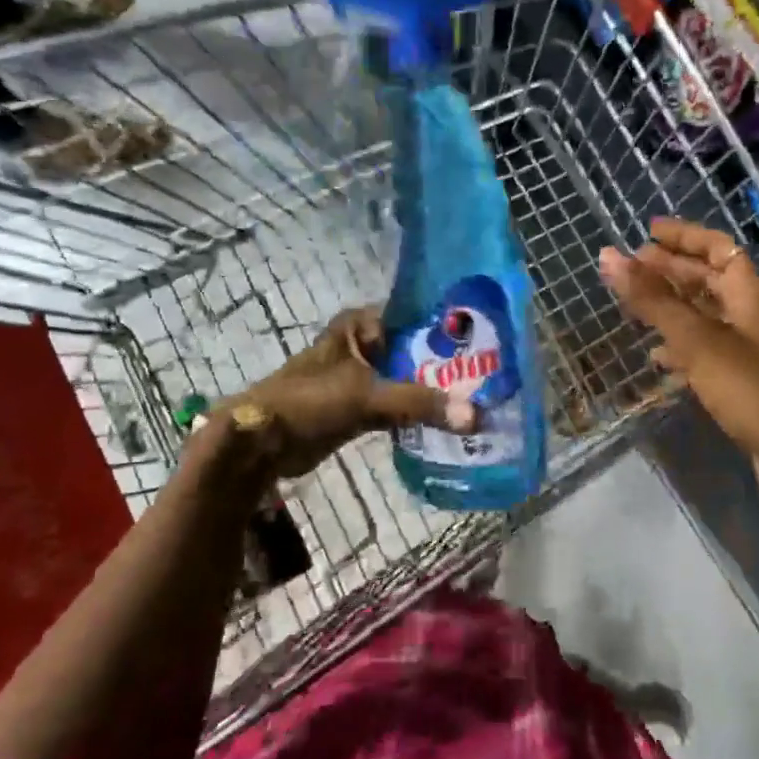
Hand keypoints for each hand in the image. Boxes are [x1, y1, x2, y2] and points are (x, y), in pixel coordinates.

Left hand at [216, 309, 475, 478]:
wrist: (262, 444)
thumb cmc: (310, 401)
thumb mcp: (367, 396)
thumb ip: (419, 403)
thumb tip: (476, 416)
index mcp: (361, 324)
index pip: (417, 314)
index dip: (450, 326)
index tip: (489, 337)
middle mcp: (365, 343)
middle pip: (417, 348)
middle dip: (449, 362)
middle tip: (495, 373)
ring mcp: (363, 375)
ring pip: (410, 376)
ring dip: (436, 389)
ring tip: (482, 395)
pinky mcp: (361, 405)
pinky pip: (400, 402)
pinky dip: (420, 411)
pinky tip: (452, 418)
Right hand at [598, 218, 758, 505]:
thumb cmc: (753, 388)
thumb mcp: (697, 340)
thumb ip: (652, 299)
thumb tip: (608, 255)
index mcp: (751, 292)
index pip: (718, 246)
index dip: (684, 236)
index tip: (647, 232)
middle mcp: (754, 313)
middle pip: (710, 279)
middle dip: (671, 271)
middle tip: (631, 268)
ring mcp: (752, 348)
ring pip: (706, 316)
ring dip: (673, 309)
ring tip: (635, 309)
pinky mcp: (746, 381)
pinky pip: (708, 351)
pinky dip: (682, 347)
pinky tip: (659, 359)